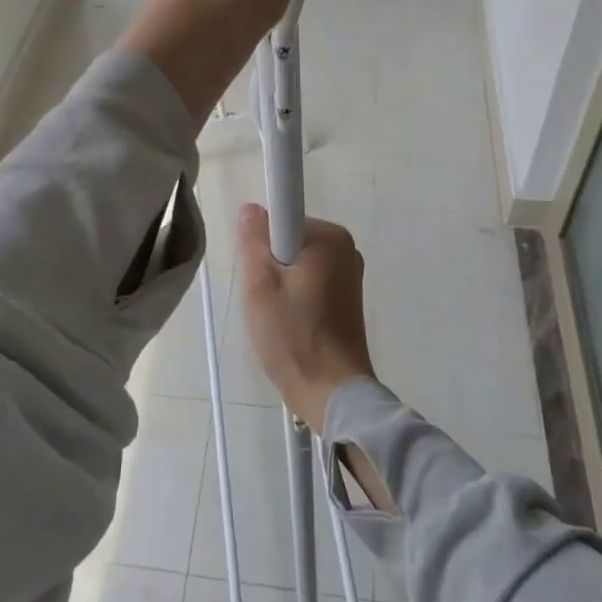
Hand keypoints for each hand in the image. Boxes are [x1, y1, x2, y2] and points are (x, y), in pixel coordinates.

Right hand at [236, 204, 375, 434]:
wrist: (332, 393)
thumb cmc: (293, 336)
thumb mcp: (260, 286)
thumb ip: (253, 240)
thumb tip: (252, 208)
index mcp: (330, 237)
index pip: (281, 218)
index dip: (262, 245)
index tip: (261, 276)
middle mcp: (346, 248)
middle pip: (288, 241)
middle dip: (270, 265)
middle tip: (265, 301)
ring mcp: (350, 273)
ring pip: (297, 263)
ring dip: (281, 285)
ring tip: (278, 318)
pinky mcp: (348, 297)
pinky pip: (310, 281)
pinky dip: (296, 297)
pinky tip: (292, 325)